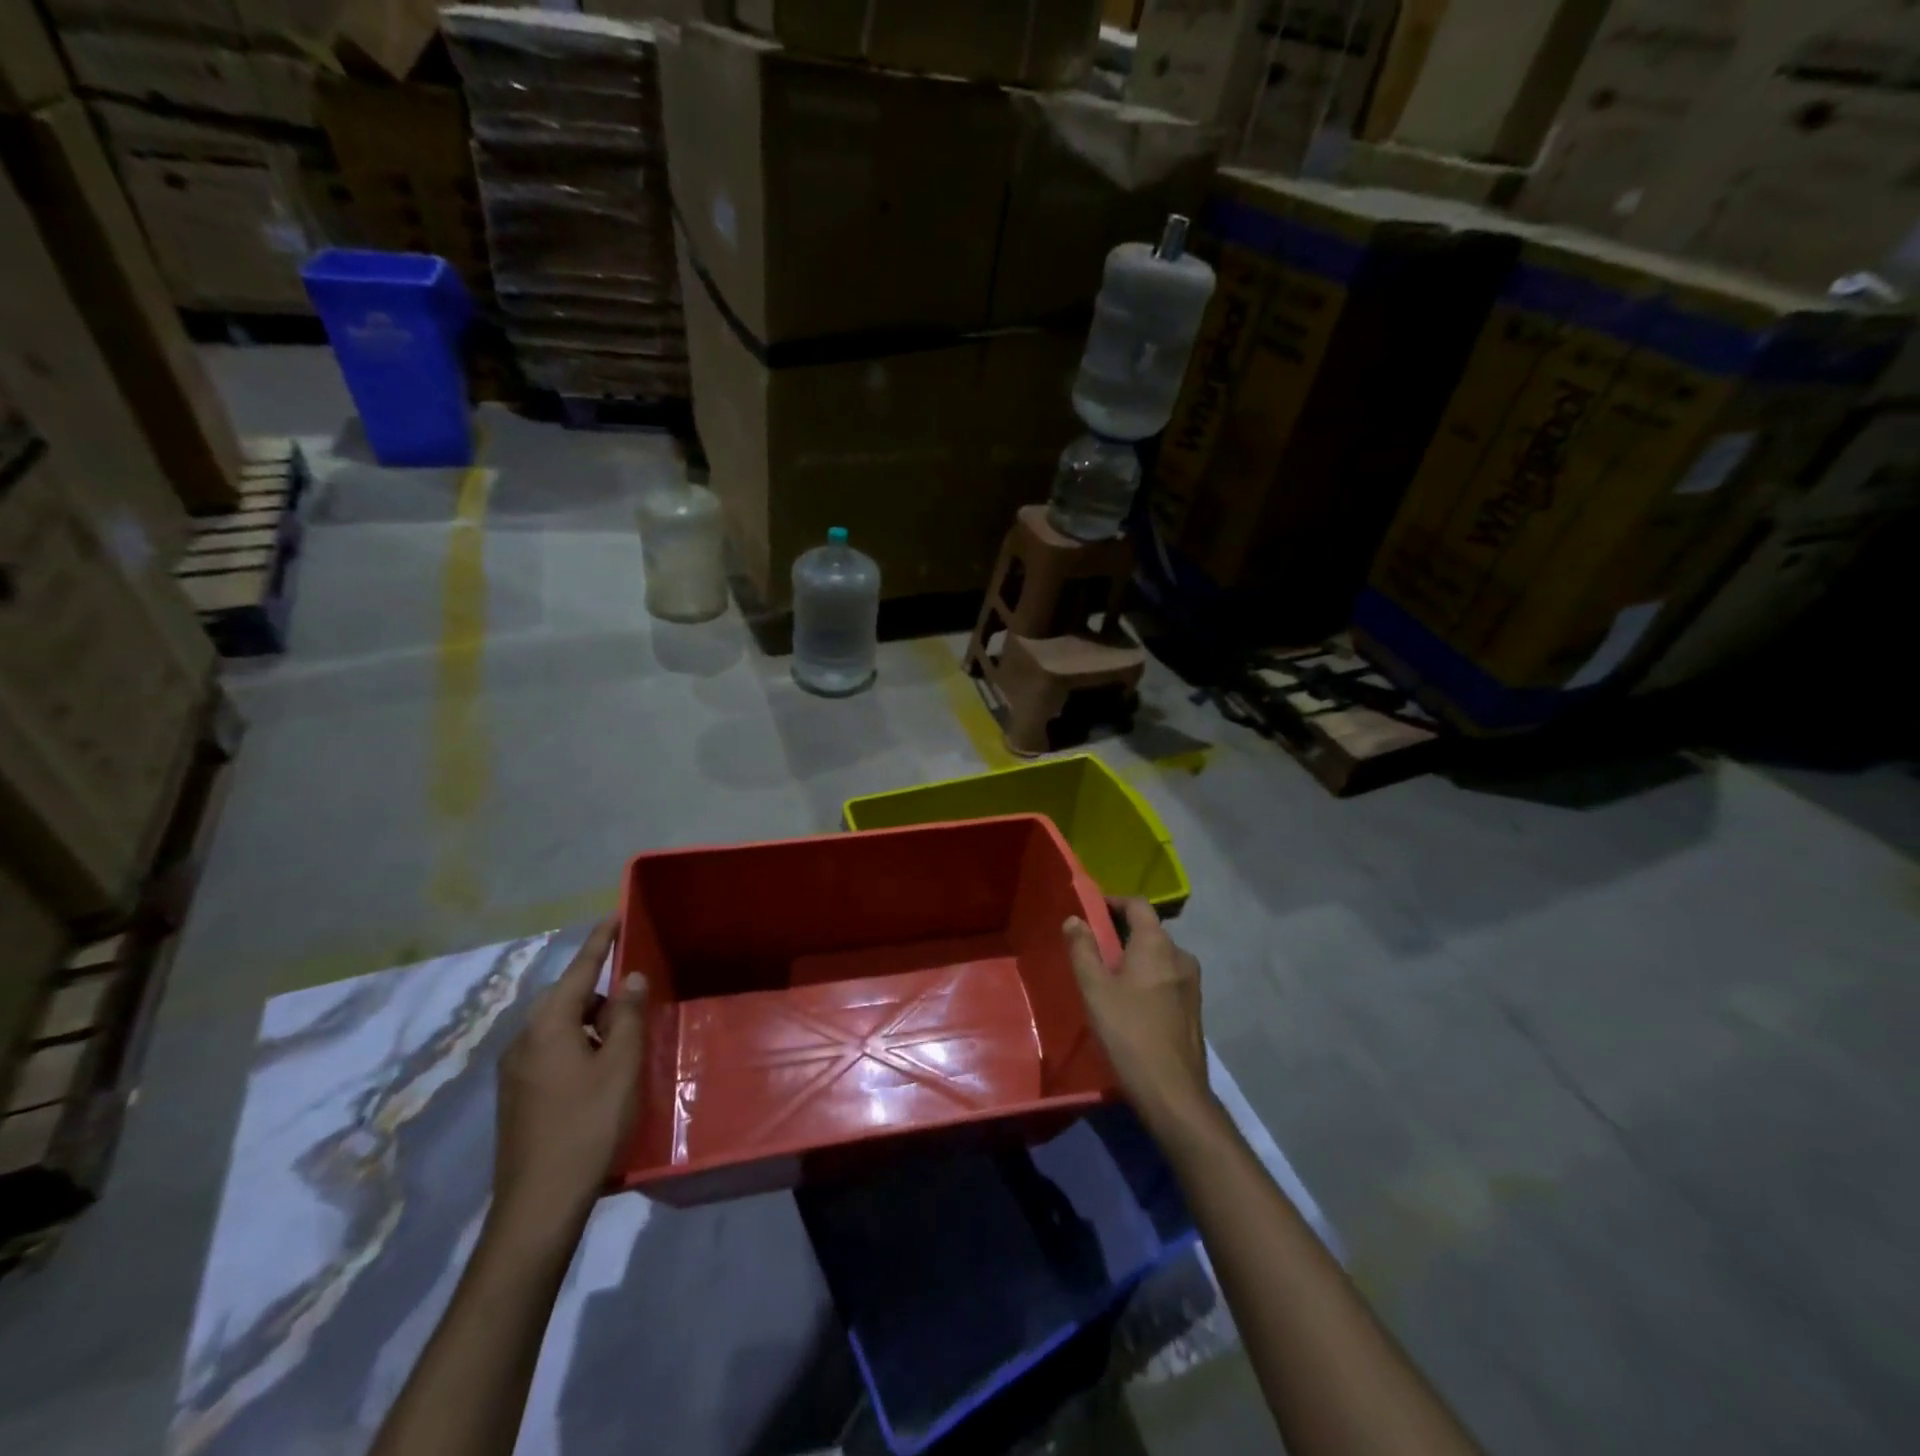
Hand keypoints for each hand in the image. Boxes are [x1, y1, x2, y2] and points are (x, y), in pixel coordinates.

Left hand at [490, 920, 645, 1246]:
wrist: (538, 1205)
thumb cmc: (588, 1125)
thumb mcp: (620, 1065)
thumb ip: (626, 1015)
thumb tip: (630, 977)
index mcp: (548, 1026)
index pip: (578, 970)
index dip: (600, 942)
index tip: (615, 916)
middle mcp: (523, 1041)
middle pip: (565, 997)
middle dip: (598, 988)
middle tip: (634, 993)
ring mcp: (514, 1071)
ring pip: (558, 1027)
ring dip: (590, 1021)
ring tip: (624, 1037)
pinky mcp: (517, 1097)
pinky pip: (551, 1051)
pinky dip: (577, 1045)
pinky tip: (601, 1070)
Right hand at [1064, 898, 1214, 1136]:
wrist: (1173, 1092)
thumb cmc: (1129, 1032)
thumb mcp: (1094, 989)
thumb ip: (1082, 950)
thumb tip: (1074, 919)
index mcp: (1157, 945)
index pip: (1138, 905)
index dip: (1114, 901)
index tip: (1091, 910)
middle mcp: (1180, 956)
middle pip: (1149, 930)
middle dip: (1122, 931)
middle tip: (1093, 946)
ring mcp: (1191, 984)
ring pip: (1159, 956)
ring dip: (1135, 957)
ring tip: (1108, 975)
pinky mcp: (1193, 1009)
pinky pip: (1167, 978)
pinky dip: (1147, 977)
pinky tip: (1130, 1001)